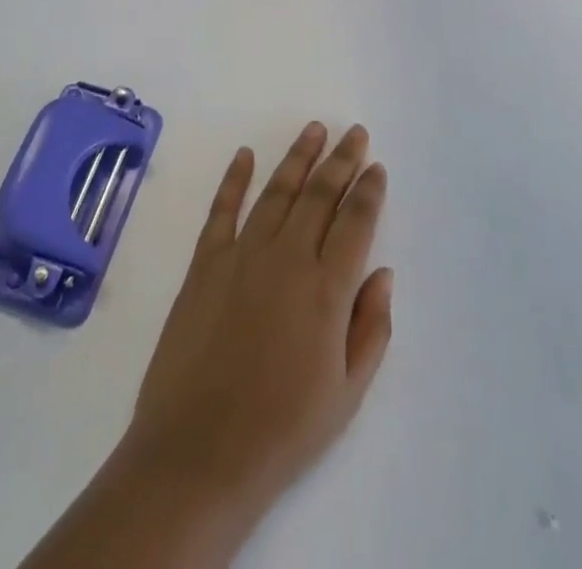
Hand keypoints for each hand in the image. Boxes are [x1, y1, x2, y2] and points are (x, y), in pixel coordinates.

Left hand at [120, 123, 393, 520]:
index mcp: (327, 288)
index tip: (376, 165)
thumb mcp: (346, 394)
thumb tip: (382, 272)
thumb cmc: (282, 431)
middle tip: (354, 132)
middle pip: (320, 194)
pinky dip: (235, 178)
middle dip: (341, 159)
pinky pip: (223, 208)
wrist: (199, 452)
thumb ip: (370, 328)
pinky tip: (245, 154)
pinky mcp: (206, 262)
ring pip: (277, 190)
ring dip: (298, 157)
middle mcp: (288, 257)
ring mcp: (243, 254)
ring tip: (315, 129)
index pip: (356, 222)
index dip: (368, 190)